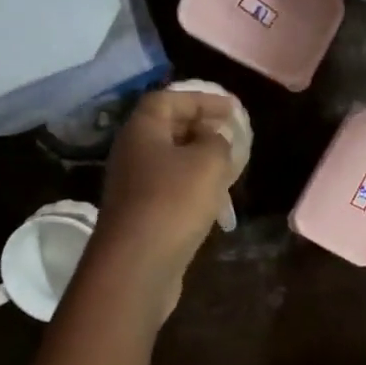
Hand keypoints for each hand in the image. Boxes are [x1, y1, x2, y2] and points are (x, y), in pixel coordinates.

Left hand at [86, 88, 237, 321]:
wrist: (138, 266)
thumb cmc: (173, 202)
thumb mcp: (208, 162)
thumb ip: (218, 141)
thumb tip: (217, 137)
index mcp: (142, 130)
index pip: (168, 99)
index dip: (201, 99)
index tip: (232, 109)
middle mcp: (132, 153)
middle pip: (167, 129)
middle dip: (202, 128)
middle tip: (233, 135)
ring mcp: (134, 187)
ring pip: (171, 162)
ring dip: (200, 160)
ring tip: (231, 168)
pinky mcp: (142, 215)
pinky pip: (170, 189)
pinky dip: (194, 187)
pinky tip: (216, 201)